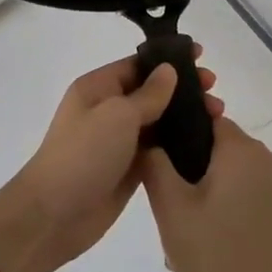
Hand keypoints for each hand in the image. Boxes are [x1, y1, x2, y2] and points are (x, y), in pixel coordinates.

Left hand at [0, 54, 222, 271]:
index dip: (169, 60)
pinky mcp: (128, 169)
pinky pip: (158, 149)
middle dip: (183, 89)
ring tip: (218, 116)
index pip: (138, 64)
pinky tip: (205, 144)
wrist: (54, 215)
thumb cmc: (83, 154)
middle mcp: (108, 110)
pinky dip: (179, 145)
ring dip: (185, 117)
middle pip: (151, 92)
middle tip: (214, 91)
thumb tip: (168, 70)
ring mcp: (118, 141)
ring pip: (158, 121)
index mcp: (98, 88)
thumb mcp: (117, 115)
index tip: (202, 57)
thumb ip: (148, 94)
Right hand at [141, 118, 271, 271]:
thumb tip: (150, 137)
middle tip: (167, 209)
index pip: (206, 119)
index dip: (180, 133)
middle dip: (189, 172)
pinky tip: (204, 245)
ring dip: (203, 196)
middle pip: (217, 149)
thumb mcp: (170, 207)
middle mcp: (268, 158)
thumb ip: (155, 162)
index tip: (159, 159)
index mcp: (243, 149)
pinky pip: (244, 195)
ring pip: (229, 175)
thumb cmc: (213, 256)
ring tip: (182, 238)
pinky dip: (223, 210)